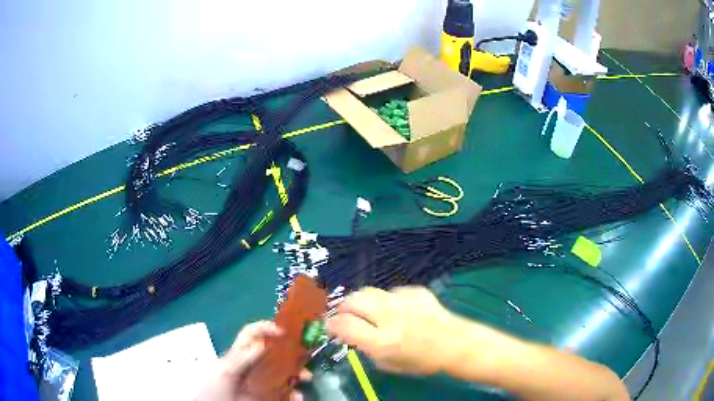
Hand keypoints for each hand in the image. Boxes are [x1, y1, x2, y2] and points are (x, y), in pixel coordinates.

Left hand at [197, 321, 310, 400]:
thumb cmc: (213, 392)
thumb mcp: (224, 373)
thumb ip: (240, 359)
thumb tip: (261, 344)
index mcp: (236, 358)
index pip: (250, 335)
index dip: (265, 329)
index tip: (284, 332)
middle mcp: (248, 368)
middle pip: (272, 355)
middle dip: (291, 356)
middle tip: (305, 360)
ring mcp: (256, 384)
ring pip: (280, 375)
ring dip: (296, 374)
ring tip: (306, 380)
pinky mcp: (261, 396)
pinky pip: (280, 392)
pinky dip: (292, 394)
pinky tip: (298, 397)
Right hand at [326, 286, 455, 374]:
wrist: (455, 344)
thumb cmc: (422, 361)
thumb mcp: (389, 364)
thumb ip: (366, 348)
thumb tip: (351, 335)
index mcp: (382, 340)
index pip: (344, 325)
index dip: (332, 325)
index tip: (331, 328)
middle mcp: (390, 317)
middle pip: (352, 300)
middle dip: (343, 308)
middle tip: (346, 317)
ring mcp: (403, 300)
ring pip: (368, 291)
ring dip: (361, 302)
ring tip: (367, 311)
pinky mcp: (415, 291)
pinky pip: (390, 292)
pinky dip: (386, 301)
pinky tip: (396, 310)